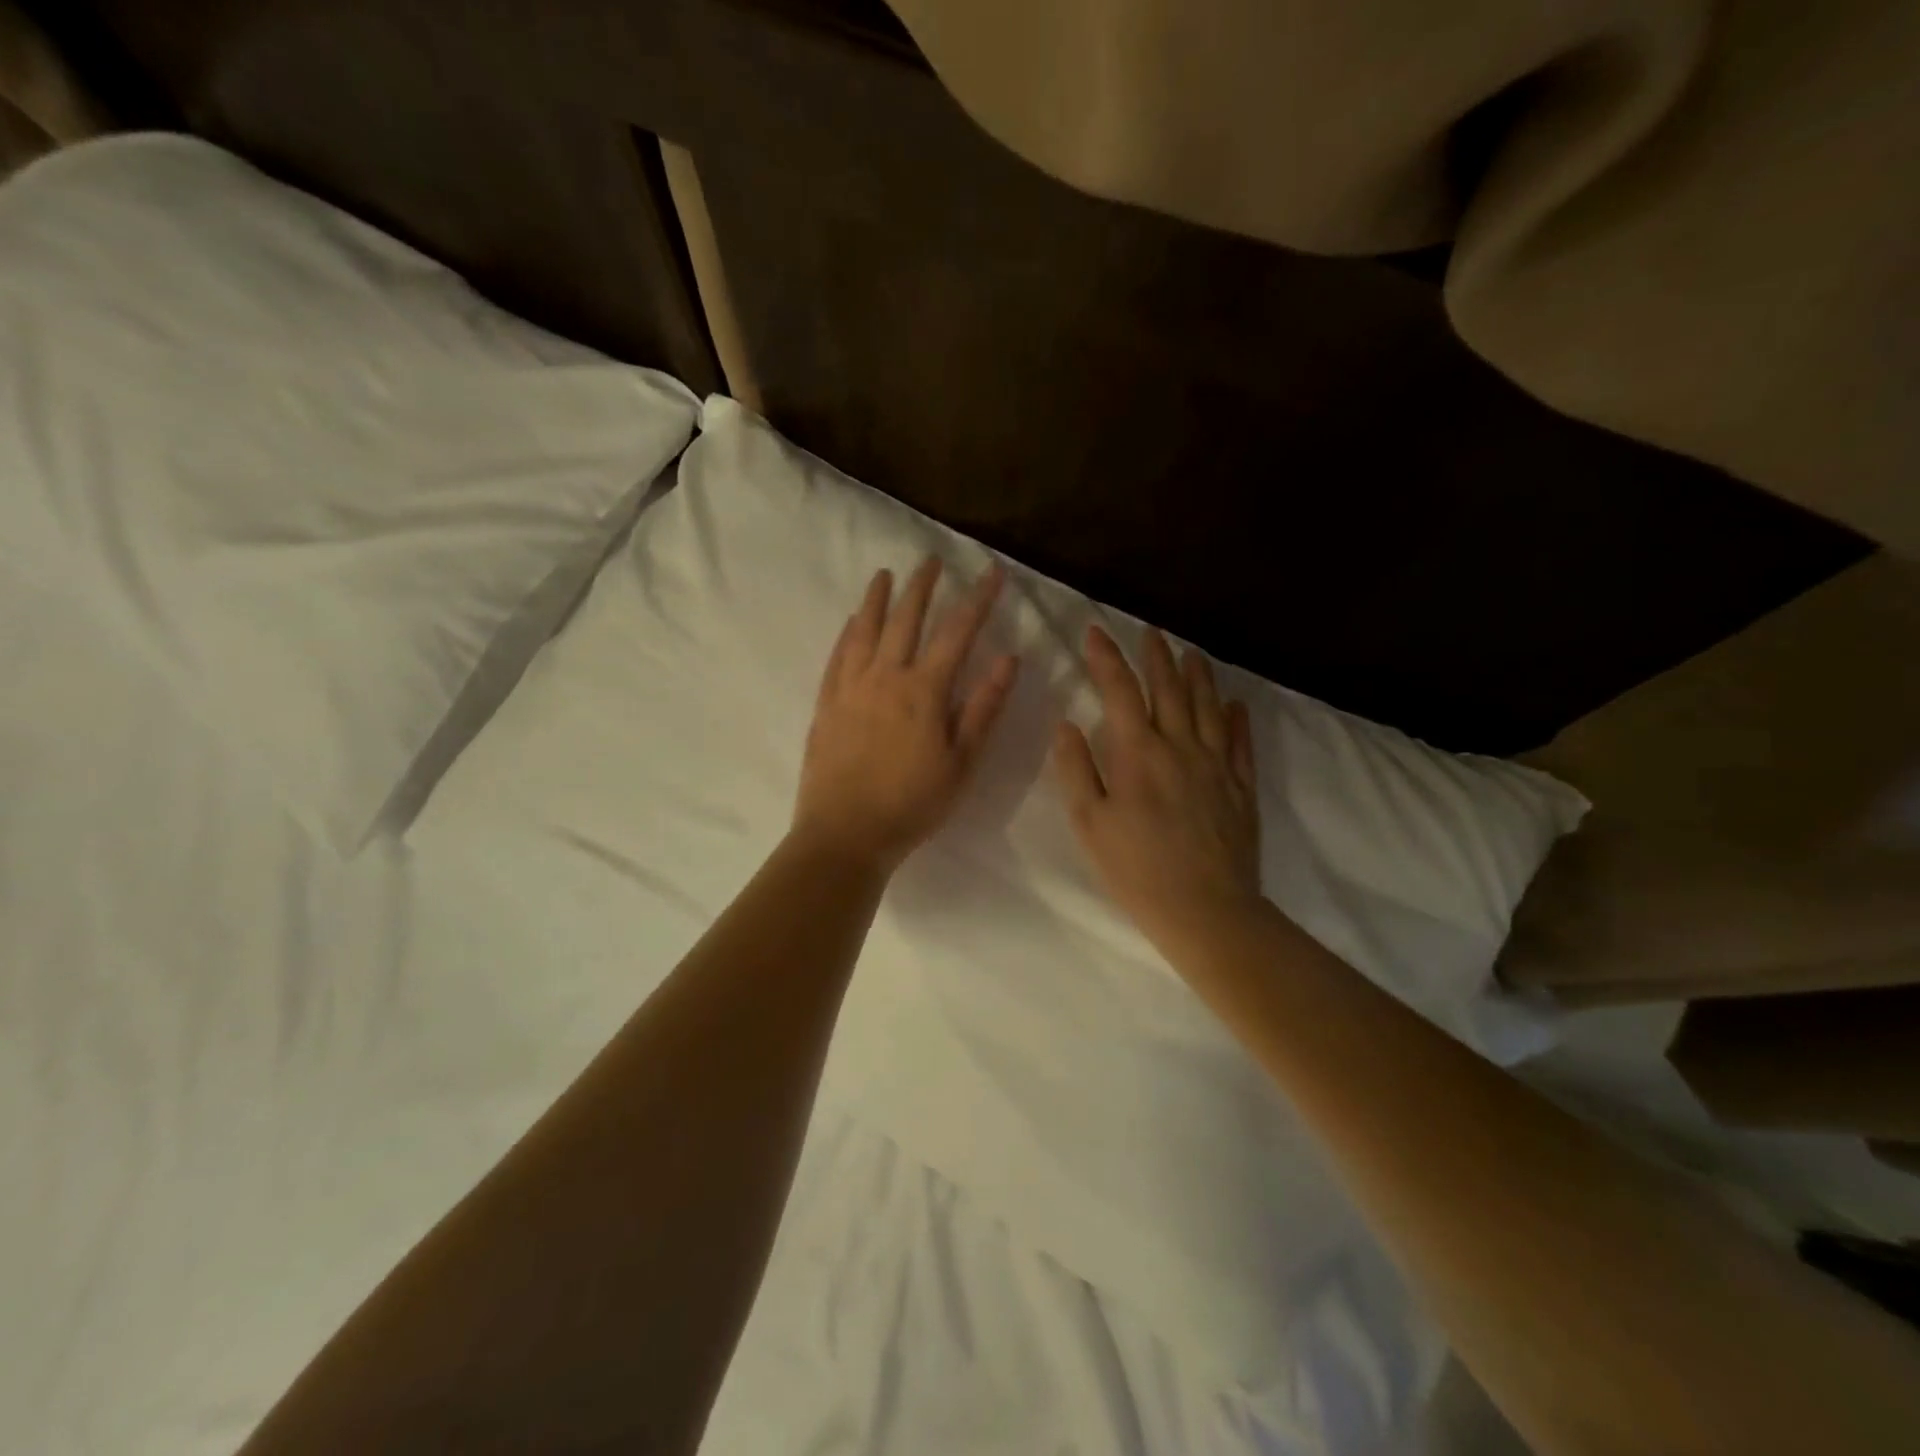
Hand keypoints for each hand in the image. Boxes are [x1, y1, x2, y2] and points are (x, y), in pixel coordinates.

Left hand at [792, 556, 1018, 872]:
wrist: (845, 833)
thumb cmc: (913, 803)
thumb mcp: (961, 763)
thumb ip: (984, 708)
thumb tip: (1009, 658)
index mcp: (924, 691)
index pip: (957, 632)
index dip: (978, 599)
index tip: (992, 572)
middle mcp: (885, 676)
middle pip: (906, 619)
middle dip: (923, 586)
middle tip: (932, 559)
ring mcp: (850, 688)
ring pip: (865, 630)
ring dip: (878, 599)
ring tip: (885, 574)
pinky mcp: (826, 704)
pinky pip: (838, 656)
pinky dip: (848, 632)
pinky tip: (853, 622)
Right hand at [1052, 625, 1263, 957]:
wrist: (1206, 909)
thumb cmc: (1136, 869)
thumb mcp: (1089, 822)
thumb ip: (1076, 768)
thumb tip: (1068, 724)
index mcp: (1138, 752)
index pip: (1120, 691)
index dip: (1106, 658)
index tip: (1095, 632)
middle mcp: (1180, 746)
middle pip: (1169, 688)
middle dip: (1156, 656)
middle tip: (1150, 631)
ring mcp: (1217, 765)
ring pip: (1208, 706)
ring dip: (1198, 675)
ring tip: (1191, 652)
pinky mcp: (1241, 787)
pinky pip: (1241, 742)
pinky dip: (1237, 718)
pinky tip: (1235, 704)